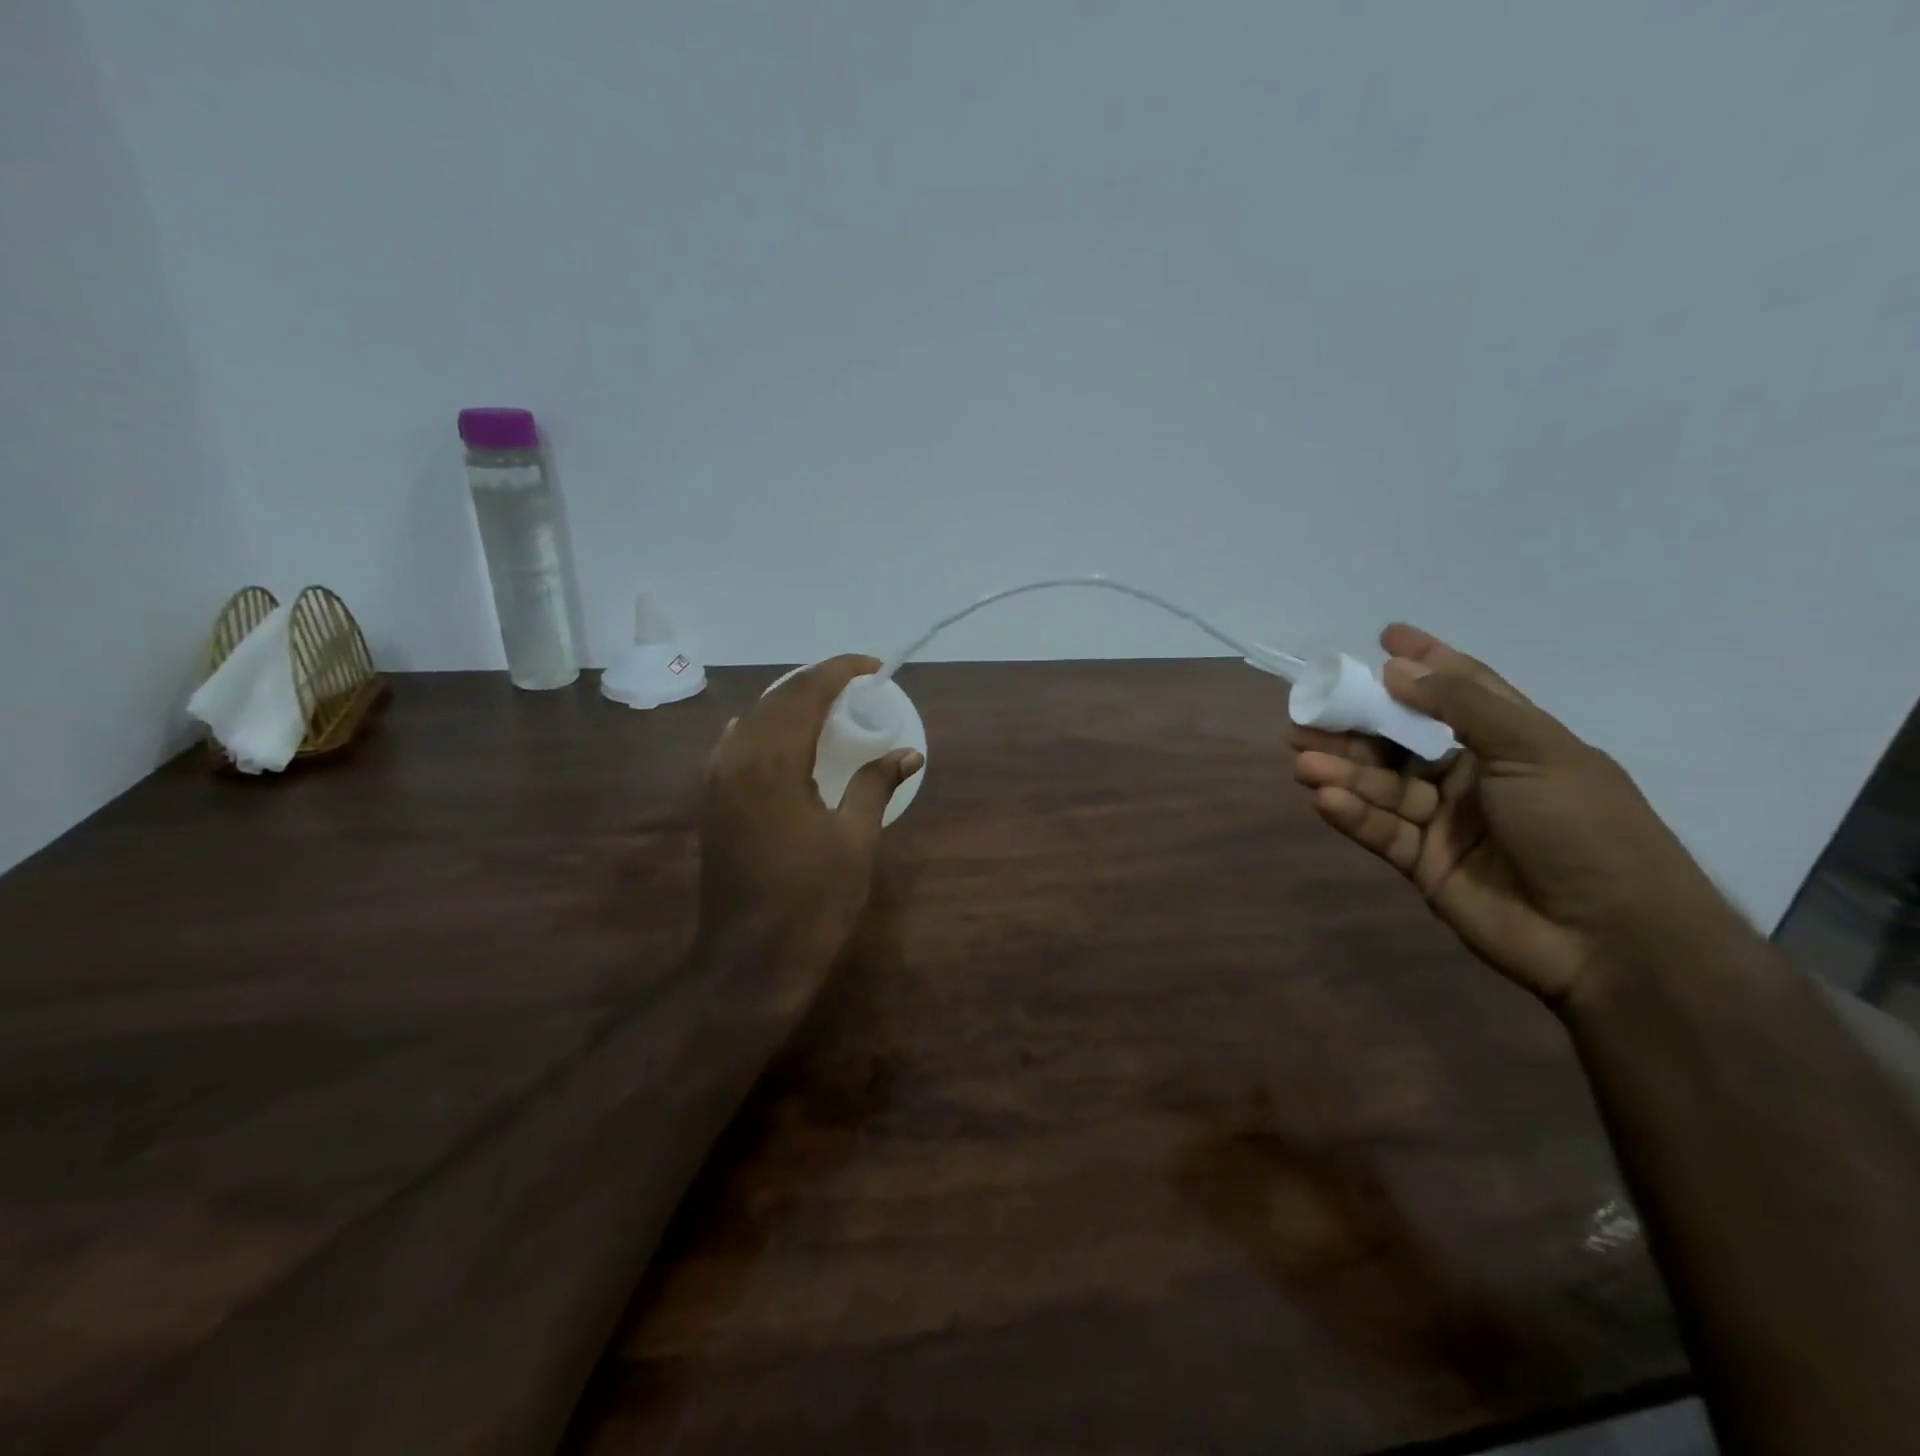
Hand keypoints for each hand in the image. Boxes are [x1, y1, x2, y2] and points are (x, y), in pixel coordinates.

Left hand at [699, 655, 923, 961]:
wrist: (748, 961)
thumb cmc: (811, 902)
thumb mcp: (855, 841)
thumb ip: (875, 785)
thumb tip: (908, 754)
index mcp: (774, 763)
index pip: (806, 693)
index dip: (840, 671)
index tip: (873, 668)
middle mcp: (737, 760)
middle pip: (776, 699)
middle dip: (816, 682)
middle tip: (856, 685)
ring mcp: (717, 782)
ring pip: (752, 719)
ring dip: (789, 704)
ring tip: (825, 707)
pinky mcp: (712, 804)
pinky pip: (734, 746)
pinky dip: (763, 729)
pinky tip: (778, 739)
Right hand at [1290, 624, 1746, 1010]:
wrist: (1611, 938)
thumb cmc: (1583, 827)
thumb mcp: (1533, 750)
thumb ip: (1462, 706)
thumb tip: (1397, 668)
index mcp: (1512, 742)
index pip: (1462, 690)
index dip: (1425, 662)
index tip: (1384, 638)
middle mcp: (1473, 776)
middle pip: (1401, 740)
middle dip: (1354, 725)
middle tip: (1305, 715)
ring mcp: (1445, 821)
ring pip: (1381, 785)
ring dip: (1342, 769)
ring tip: (1302, 758)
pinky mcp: (1422, 863)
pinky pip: (1379, 830)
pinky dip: (1351, 813)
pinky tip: (1325, 797)